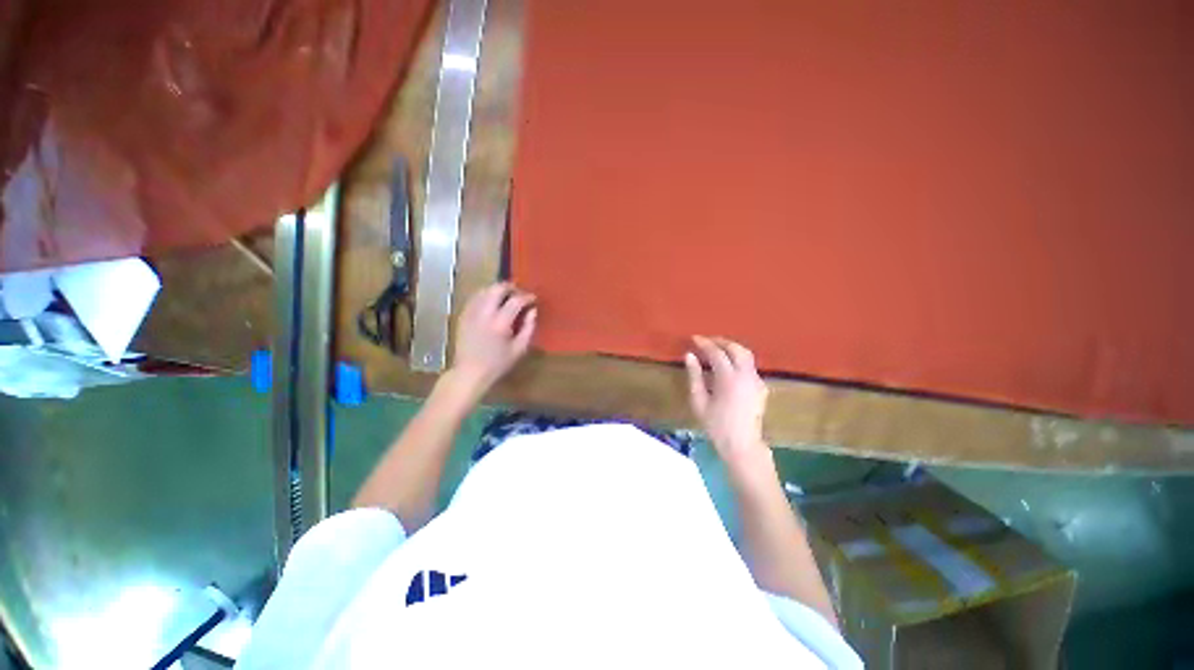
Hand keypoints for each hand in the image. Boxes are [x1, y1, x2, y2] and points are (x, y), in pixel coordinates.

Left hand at [450, 282, 536, 393]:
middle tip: (519, 293)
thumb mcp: (520, 349)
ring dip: (497, 290)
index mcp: (500, 323)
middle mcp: (484, 314)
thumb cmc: (498, 364)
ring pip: (484, 290)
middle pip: (497, 289)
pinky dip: (486, 296)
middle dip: (510, 288)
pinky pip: (475, 297)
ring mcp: (471, 313)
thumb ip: (529, 327)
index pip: (516, 300)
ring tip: (506, 298)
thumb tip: (533, 311)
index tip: (533, 299)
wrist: (469, 372)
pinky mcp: (463, 315)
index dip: (527, 296)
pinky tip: (492, 304)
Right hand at [685, 336, 770, 468]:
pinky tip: (728, 365)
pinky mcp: (761, 387)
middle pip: (736, 349)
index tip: (694, 339)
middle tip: (706, 341)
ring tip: (717, 348)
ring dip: (731, 347)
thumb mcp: (699, 401)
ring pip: (746, 354)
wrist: (742, 445)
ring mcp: (757, 381)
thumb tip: (689, 355)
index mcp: (729, 379)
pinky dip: (738, 359)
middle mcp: (746, 376)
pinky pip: (750, 366)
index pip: (717, 353)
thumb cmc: (716, 425)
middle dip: (721, 341)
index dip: (704, 344)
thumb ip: (694, 376)